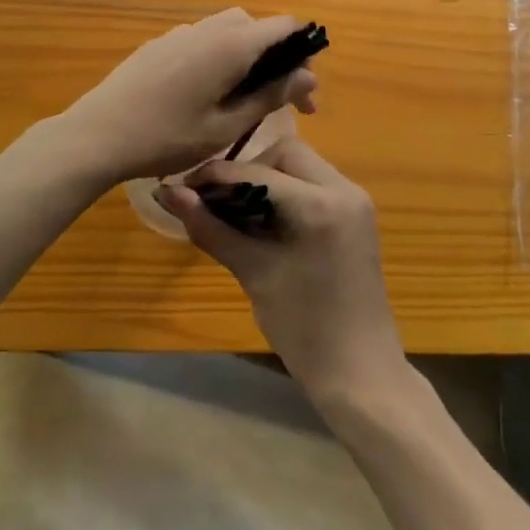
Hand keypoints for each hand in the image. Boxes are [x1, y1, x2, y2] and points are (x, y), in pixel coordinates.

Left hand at [56, 9, 317, 185]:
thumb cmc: (167, 137)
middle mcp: (208, 29)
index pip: (284, 26)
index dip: (303, 53)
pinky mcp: (158, 45)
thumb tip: (307, 77)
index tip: (304, 93)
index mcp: (231, 44)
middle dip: (276, 57)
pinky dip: (218, 57)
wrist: (97, 136)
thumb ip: (270, 97)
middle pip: (256, 26)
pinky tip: (206, 93)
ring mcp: (179, 34)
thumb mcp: (227, 126)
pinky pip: (201, 40)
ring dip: (246, 56)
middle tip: (279, 99)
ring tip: (243, 97)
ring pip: (227, 31)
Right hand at [157, 137, 404, 410]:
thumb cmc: (304, 328)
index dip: (216, 176)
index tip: (182, 187)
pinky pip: (315, 186)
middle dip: (247, 170)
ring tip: (235, 211)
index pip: (258, 171)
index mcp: (321, 204)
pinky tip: (263, 220)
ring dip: (267, 179)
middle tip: (216, 200)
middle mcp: (345, 190)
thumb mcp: (254, 273)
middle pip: (286, 154)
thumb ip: (212, 228)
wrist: (360, 374)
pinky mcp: (356, 216)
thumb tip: (169, 195)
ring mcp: (355, 201)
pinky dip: (287, 193)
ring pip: (301, 167)